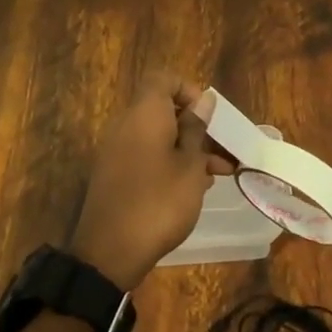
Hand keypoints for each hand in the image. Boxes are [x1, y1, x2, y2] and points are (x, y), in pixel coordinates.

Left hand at [69, 73, 232, 290]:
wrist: (110, 252)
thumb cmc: (159, 202)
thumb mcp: (190, 166)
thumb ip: (196, 129)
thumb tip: (203, 101)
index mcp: (144, 114)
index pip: (163, 79)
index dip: (188, 90)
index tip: (208, 116)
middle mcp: (125, 125)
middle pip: (162, 109)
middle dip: (195, 126)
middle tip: (222, 150)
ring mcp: (116, 151)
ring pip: (156, 135)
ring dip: (186, 148)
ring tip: (216, 175)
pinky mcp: (113, 174)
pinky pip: (145, 154)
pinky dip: (168, 162)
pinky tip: (191, 188)